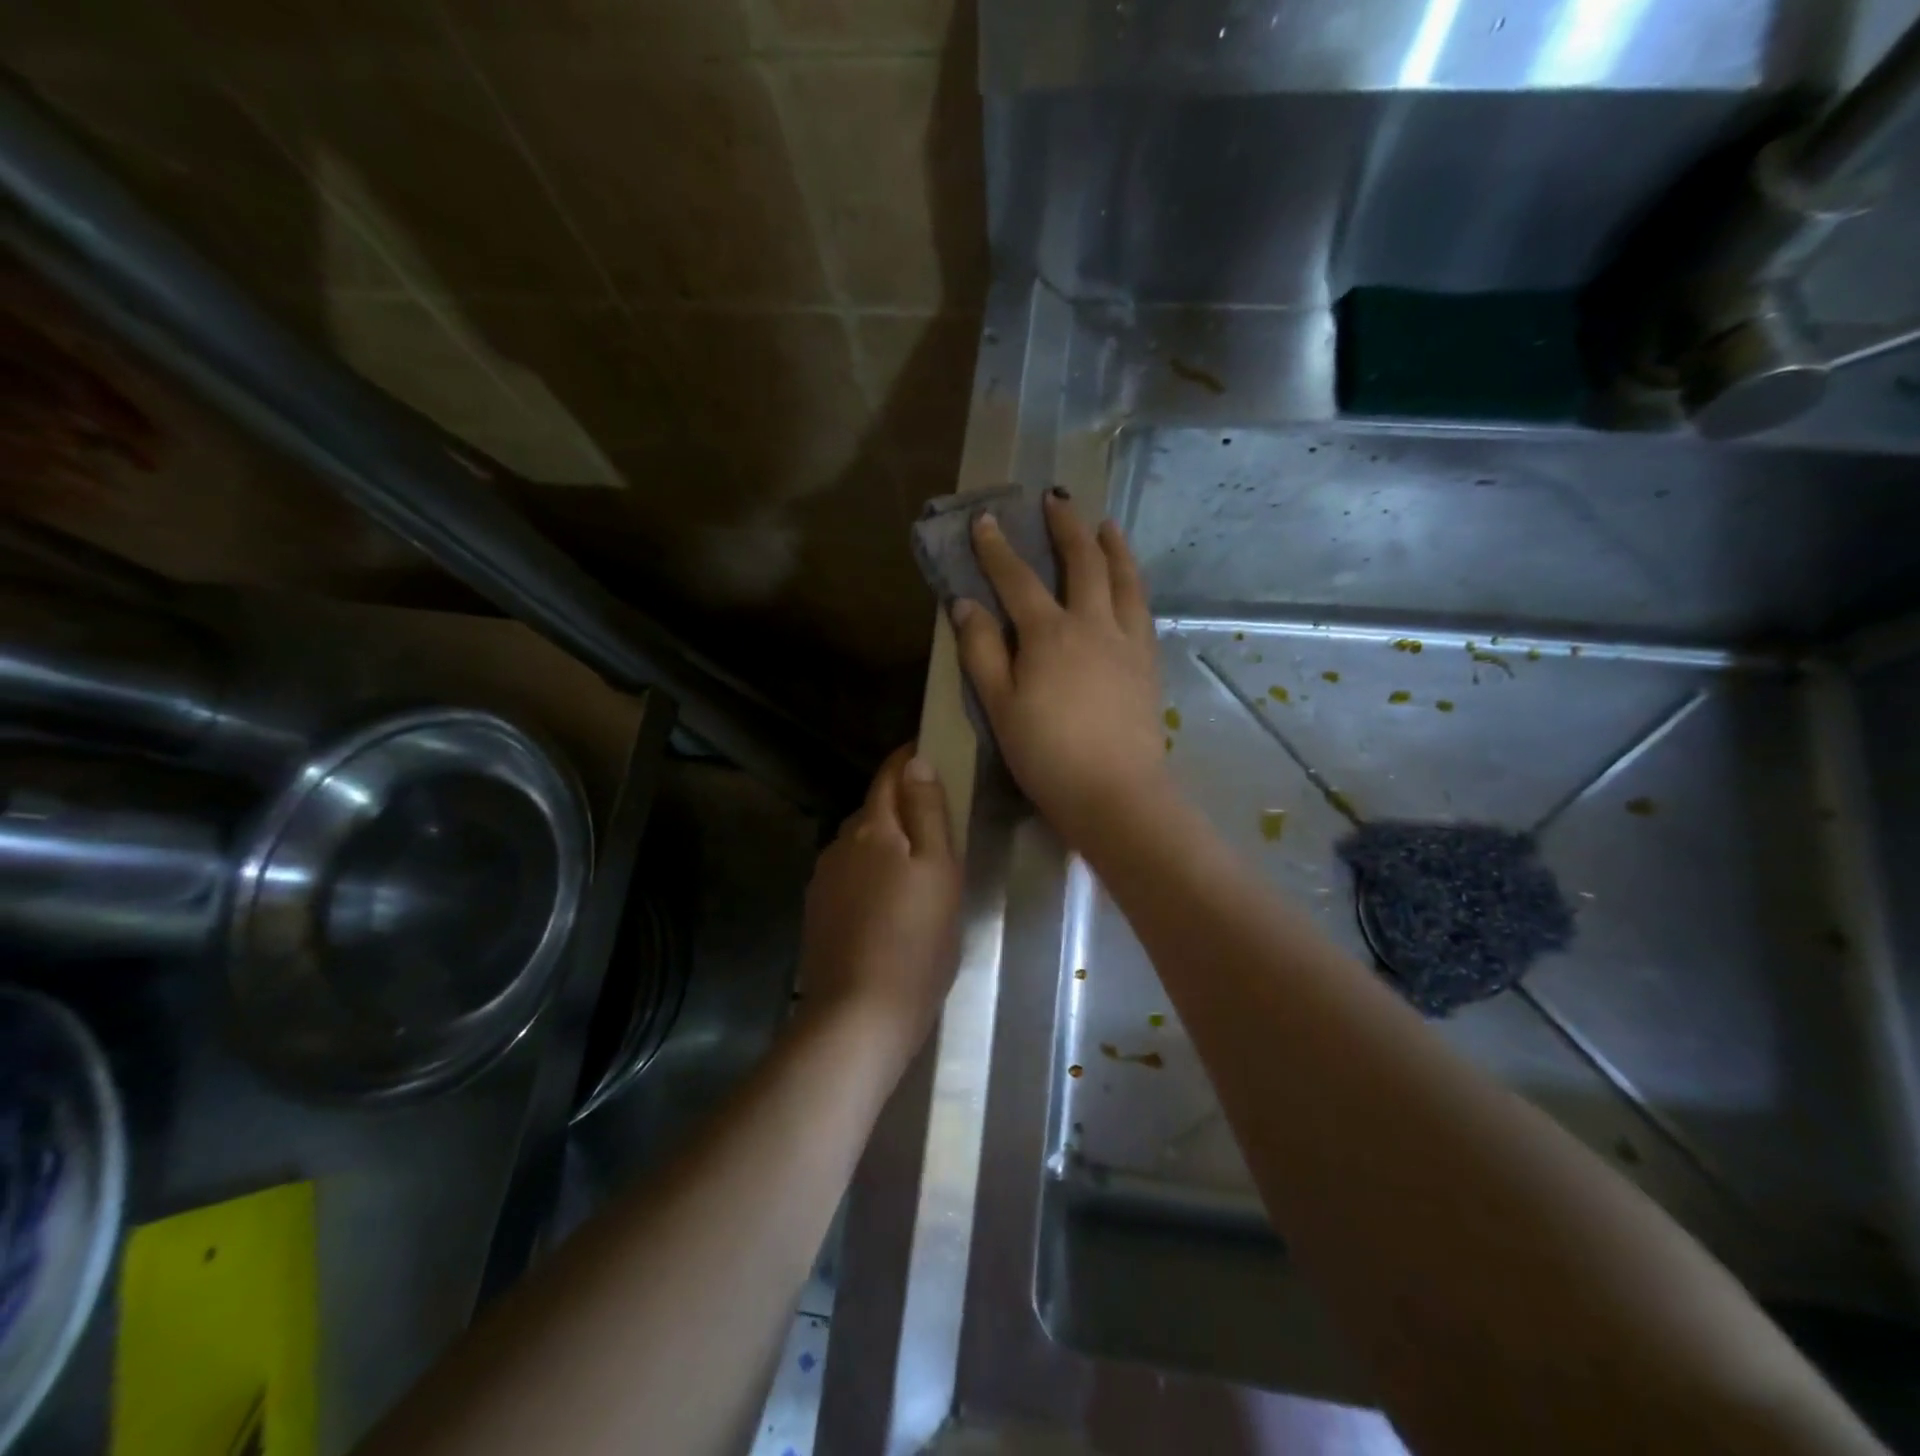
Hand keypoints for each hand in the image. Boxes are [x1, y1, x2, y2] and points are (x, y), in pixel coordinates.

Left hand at [798, 747, 962, 1060]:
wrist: (859, 1015)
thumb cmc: (917, 941)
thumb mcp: (940, 871)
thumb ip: (927, 812)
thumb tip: (916, 763)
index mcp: (873, 828)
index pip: (889, 775)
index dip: (908, 759)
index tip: (929, 752)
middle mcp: (840, 845)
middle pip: (872, 810)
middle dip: (899, 804)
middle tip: (936, 820)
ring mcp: (824, 880)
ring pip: (859, 845)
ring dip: (883, 843)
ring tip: (914, 868)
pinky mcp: (817, 912)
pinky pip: (848, 876)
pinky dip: (869, 875)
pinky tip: (886, 903)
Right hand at [952, 491, 1167, 846]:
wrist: (1115, 792)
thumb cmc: (1046, 754)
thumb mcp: (999, 706)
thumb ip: (982, 651)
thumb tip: (965, 603)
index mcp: (1049, 634)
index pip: (1018, 579)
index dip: (997, 548)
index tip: (986, 519)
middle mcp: (1092, 624)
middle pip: (1082, 563)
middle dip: (1066, 526)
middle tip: (1057, 498)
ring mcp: (1127, 642)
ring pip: (1123, 579)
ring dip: (1112, 546)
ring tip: (1106, 525)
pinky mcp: (1148, 663)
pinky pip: (1142, 609)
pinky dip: (1134, 584)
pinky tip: (1130, 584)